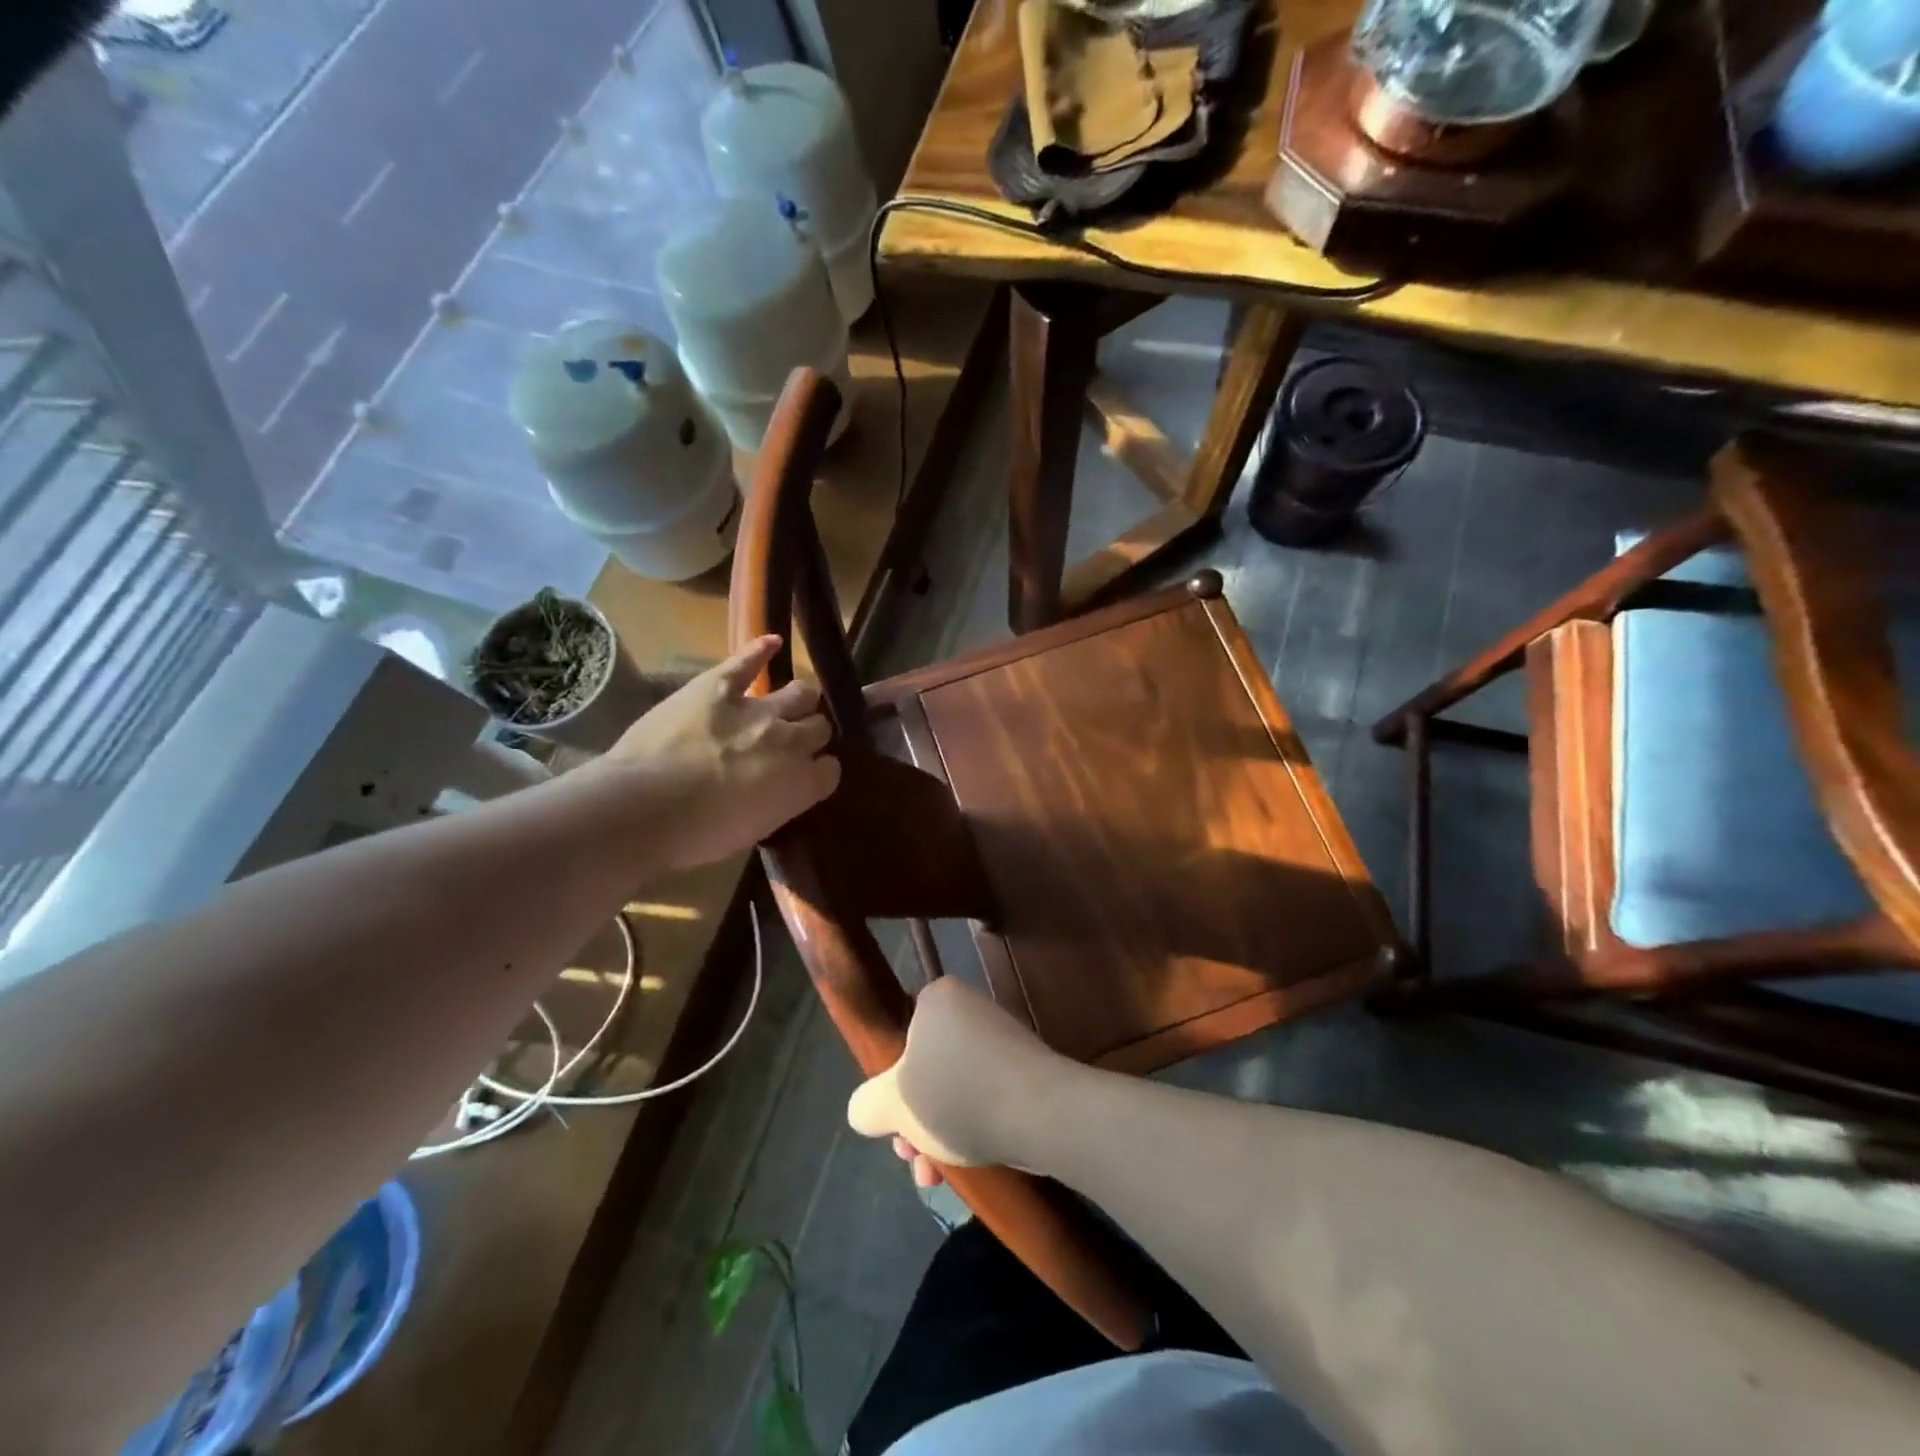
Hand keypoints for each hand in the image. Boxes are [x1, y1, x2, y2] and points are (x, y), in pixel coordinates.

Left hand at [603, 635, 839, 871]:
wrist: (644, 808)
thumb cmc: (697, 834)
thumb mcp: (752, 831)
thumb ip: (778, 804)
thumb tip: (782, 790)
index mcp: (801, 784)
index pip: (830, 770)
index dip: (820, 770)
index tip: (809, 774)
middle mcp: (790, 742)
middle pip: (820, 727)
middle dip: (812, 733)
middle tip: (795, 739)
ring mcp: (758, 709)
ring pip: (800, 692)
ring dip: (800, 698)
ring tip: (794, 700)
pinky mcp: (720, 686)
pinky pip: (748, 661)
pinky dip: (761, 650)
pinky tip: (773, 642)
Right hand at [846, 978, 1059, 1187]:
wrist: (1043, 1113)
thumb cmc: (958, 1095)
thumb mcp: (893, 1104)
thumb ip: (866, 1105)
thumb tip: (867, 1110)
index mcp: (939, 998)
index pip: (902, 1040)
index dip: (892, 1089)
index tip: (895, 1127)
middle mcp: (972, 1009)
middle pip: (928, 1070)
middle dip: (916, 1122)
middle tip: (914, 1161)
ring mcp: (1003, 1038)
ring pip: (956, 1089)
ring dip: (940, 1133)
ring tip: (938, 1178)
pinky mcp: (1028, 1069)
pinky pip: (987, 1096)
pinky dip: (975, 1125)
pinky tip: (970, 1162)